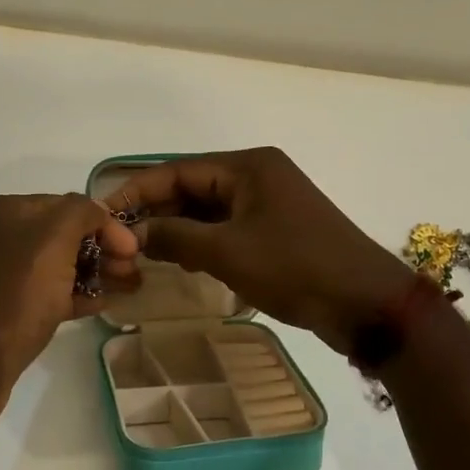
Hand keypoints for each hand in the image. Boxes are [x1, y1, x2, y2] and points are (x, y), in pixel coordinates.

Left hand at [0, 193, 138, 429]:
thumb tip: (99, 212)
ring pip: (62, 265)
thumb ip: (81, 212)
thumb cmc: (15, 295)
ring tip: (129, 288)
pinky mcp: (9, 308)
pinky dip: (78, 295)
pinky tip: (104, 305)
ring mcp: (5, 273)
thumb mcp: (53, 239)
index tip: (133, 250)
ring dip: (96, 272)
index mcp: (8, 211)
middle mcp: (3, 236)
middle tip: (134, 272)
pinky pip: (51, 292)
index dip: (105, 223)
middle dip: (104, 249)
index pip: (69, 205)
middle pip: (66, 235)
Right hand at [101, 148, 408, 355]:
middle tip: (120, 239)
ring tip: (142, 253)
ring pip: (208, 210)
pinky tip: (180, 262)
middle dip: (157, 212)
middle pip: (192, 188)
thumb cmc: (294, 267)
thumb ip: (175, 238)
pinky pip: (227, 228)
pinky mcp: (276, 230)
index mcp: (248, 166)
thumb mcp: (227, 252)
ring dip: (177, 230)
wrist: (365, 303)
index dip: (137, 191)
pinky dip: (202, 242)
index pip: (178, 170)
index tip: (104, 213)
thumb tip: (133, 234)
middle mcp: (257, 175)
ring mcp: (269, 204)